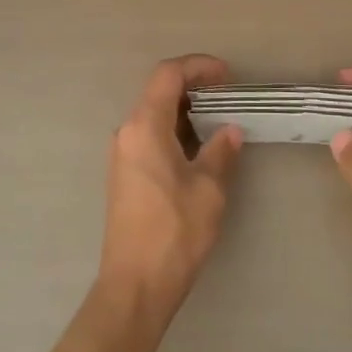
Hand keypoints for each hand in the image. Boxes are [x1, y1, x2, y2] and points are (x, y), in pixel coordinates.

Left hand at [97, 55, 242, 325]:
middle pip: (158, 91)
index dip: (198, 66)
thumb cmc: (174, 232)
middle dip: (194, 87)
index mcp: (144, 127)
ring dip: (185, 111)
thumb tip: (230, 131)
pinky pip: (149, 136)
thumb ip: (220, 152)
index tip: (227, 76)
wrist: (135, 285)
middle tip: (228, 97)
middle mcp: (127, 132)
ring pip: (153, 115)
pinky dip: (174, 131)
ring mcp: (122, 154)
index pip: (168, 75)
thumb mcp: (208, 189)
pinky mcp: (124, 174)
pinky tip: (198, 149)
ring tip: (219, 121)